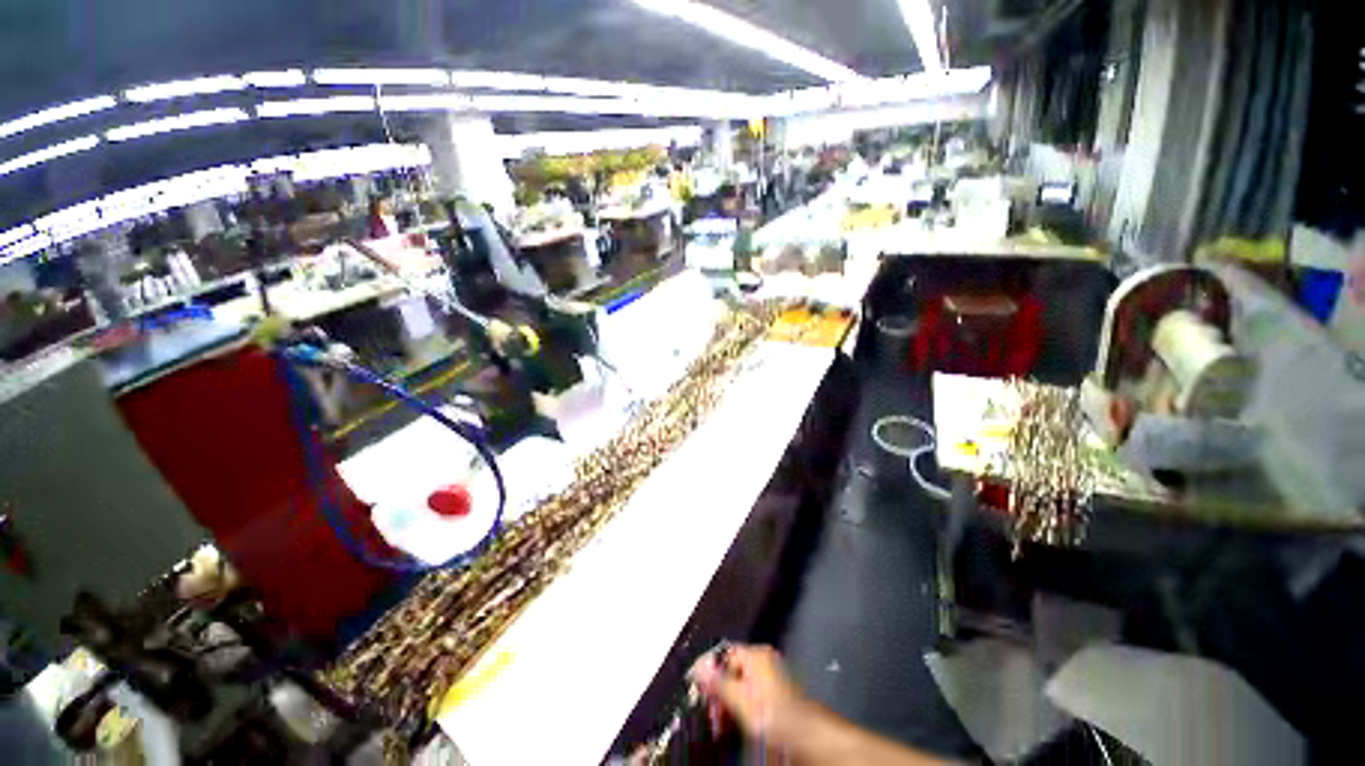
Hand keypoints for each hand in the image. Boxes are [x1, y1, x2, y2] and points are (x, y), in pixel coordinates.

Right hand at [689, 644, 817, 753]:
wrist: (799, 730)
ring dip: (725, 705)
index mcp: (757, 655)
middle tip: (711, 711)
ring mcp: (769, 678)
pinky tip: (731, 724)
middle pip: (729, 673)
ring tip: (720, 722)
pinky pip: (747, 697)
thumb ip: (716, 679)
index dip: (708, 673)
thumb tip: (698, 665)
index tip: (699, 690)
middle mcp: (764, 662)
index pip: (722, 656)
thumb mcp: (736, 695)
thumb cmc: (770, 711)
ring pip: (736, 687)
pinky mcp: (772, 694)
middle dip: (716, 694)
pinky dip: (737, 709)